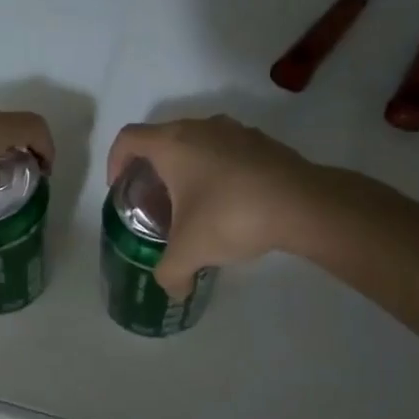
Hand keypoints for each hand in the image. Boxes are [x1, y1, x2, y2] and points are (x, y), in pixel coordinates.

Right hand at [105, 116, 319, 295]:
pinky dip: (219, 171)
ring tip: (194, 204)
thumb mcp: (190, 251)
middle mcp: (200, 127)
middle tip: (155, 202)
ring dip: (189, 168)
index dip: (115, 161)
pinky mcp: (263, 143)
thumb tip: (173, 291)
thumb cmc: (230, 216)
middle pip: (163, 139)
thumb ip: (170, 273)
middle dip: (153, 169)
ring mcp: (236, 131)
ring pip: (198, 143)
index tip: (120, 188)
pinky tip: (231, 203)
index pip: (128, 138)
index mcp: (172, 143)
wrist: (303, 205)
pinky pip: (228, 152)